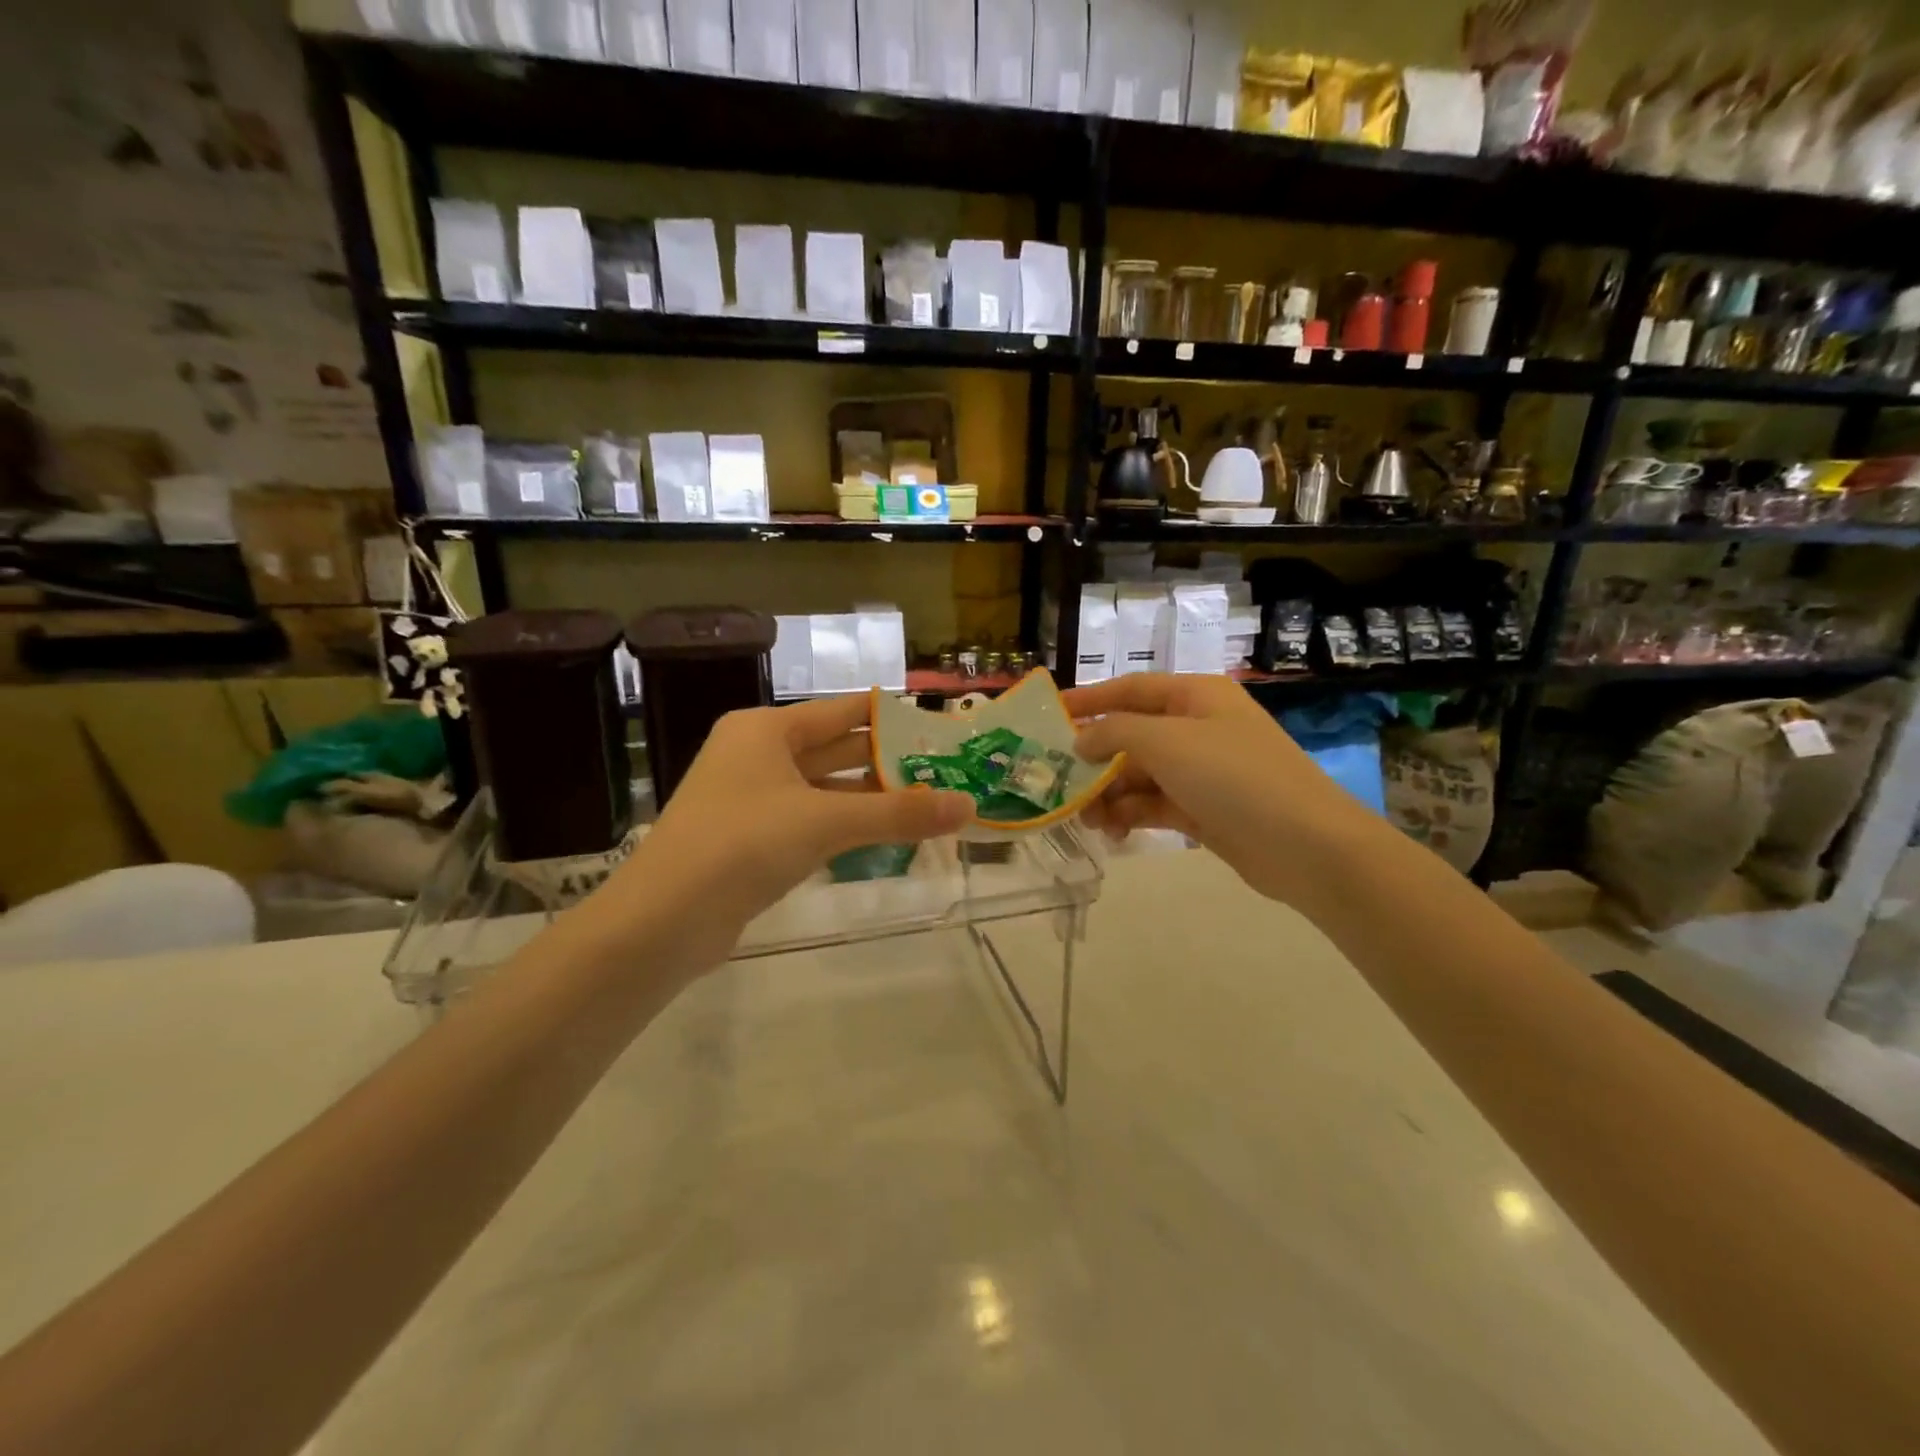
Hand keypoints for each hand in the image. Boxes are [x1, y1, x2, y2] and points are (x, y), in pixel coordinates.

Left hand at [603, 694, 973, 967]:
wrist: (663, 921)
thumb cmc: (743, 845)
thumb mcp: (826, 822)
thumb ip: (898, 813)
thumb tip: (969, 806)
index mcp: (766, 730)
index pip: (842, 711)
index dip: (890, 718)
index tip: (938, 728)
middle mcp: (757, 755)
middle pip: (836, 750)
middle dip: (887, 762)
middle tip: (945, 771)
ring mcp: (752, 799)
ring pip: (824, 790)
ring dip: (870, 799)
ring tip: (928, 804)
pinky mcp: (751, 839)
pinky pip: (810, 821)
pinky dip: (846, 826)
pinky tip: (885, 836)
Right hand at [1064, 674, 1363, 904]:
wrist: (1306, 845)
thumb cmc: (1233, 776)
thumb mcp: (1167, 742)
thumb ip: (1114, 732)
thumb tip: (1081, 740)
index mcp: (1194, 697)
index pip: (1130, 689)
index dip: (1088, 700)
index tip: (1049, 716)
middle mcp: (1196, 728)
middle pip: (1130, 736)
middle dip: (1095, 761)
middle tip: (1061, 785)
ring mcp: (1201, 771)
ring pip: (1138, 775)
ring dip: (1109, 795)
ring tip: (1090, 822)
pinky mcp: (1203, 809)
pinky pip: (1154, 805)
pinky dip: (1131, 816)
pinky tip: (1114, 834)